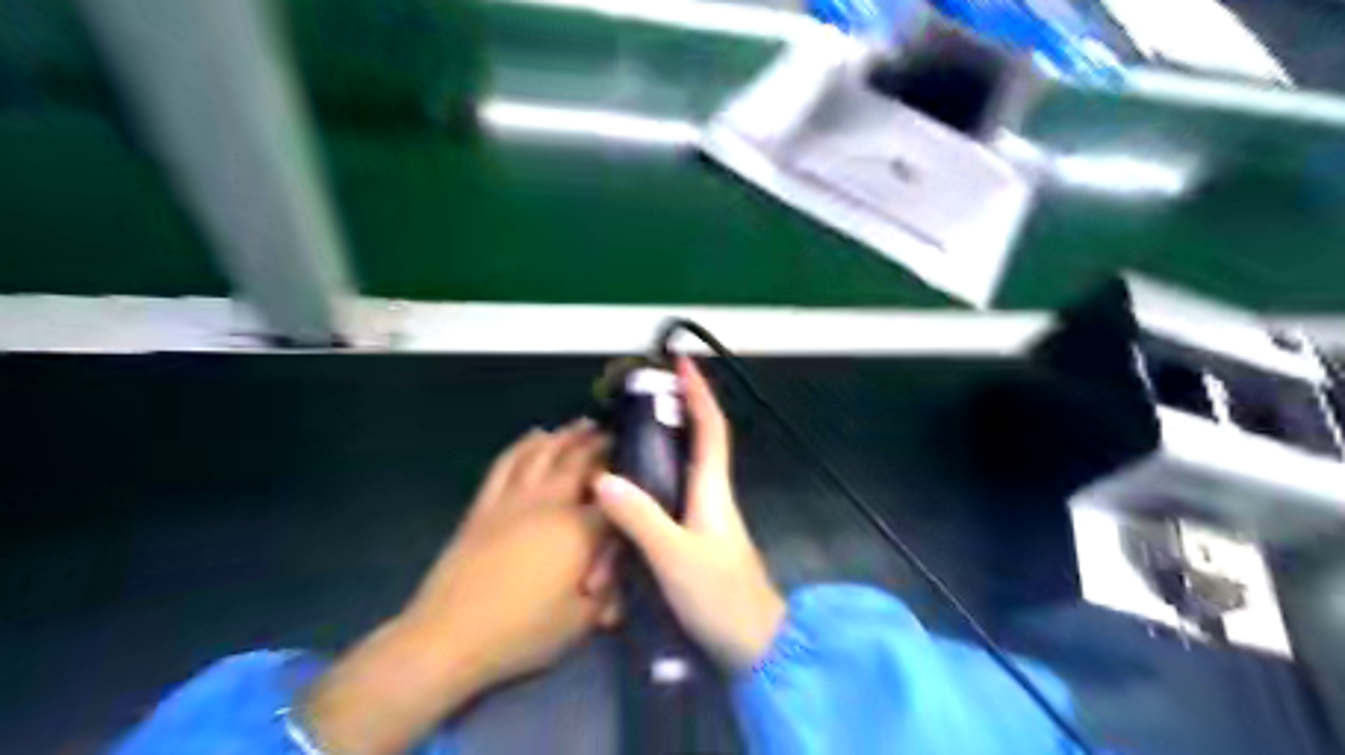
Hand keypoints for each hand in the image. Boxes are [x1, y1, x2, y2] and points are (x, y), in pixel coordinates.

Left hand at [408, 418, 620, 684]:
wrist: (449, 638)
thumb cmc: (522, 634)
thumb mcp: (581, 621)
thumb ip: (607, 593)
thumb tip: (617, 578)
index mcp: (579, 530)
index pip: (612, 497)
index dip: (627, 482)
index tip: (639, 466)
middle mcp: (549, 504)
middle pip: (578, 461)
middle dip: (598, 443)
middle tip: (612, 432)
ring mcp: (513, 500)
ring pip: (542, 454)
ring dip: (564, 435)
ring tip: (580, 424)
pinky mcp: (485, 506)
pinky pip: (506, 464)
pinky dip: (523, 445)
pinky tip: (534, 436)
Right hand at [591, 359, 789, 671]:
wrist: (751, 645)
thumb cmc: (721, 595)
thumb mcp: (675, 556)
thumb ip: (640, 518)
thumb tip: (603, 480)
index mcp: (712, 488)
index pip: (710, 426)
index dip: (698, 392)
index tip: (682, 362)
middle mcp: (707, 496)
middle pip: (683, 448)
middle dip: (656, 430)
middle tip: (620, 421)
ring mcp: (698, 520)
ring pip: (661, 491)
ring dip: (631, 501)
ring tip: (598, 520)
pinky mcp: (688, 543)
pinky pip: (654, 521)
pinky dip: (630, 531)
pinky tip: (606, 558)